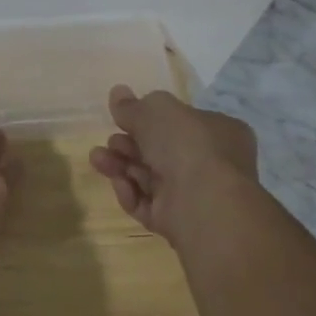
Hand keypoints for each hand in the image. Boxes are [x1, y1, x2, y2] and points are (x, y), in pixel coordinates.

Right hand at [89, 85, 257, 244]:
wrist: (203, 202)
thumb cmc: (187, 144)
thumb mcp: (156, 110)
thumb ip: (133, 105)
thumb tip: (117, 92)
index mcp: (218, 131)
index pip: (180, 122)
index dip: (150, 118)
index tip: (123, 117)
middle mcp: (210, 162)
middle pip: (160, 150)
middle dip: (128, 144)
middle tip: (110, 141)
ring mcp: (194, 195)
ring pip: (149, 177)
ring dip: (121, 166)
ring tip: (97, 158)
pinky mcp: (177, 222)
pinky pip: (148, 204)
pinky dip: (130, 193)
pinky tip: (118, 183)